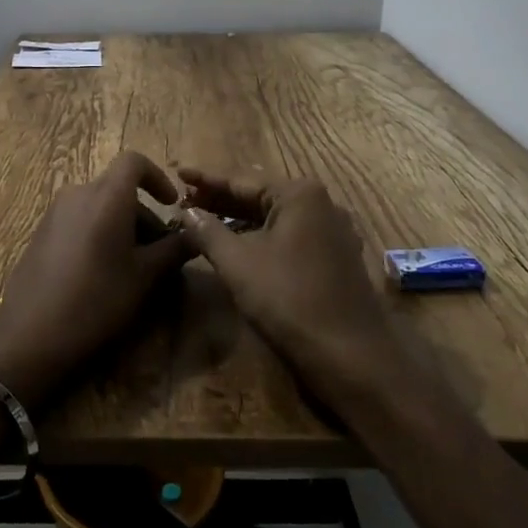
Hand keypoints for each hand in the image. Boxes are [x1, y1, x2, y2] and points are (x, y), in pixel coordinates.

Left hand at [0, 151, 192, 410]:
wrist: (31, 333)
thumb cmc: (97, 299)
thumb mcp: (145, 277)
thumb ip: (174, 249)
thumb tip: (197, 234)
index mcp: (106, 196)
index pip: (134, 161)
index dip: (157, 177)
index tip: (172, 204)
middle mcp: (78, 193)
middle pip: (119, 189)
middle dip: (144, 215)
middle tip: (161, 254)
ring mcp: (56, 212)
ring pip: (100, 207)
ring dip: (123, 227)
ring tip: (135, 270)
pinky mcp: (42, 232)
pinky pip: (81, 220)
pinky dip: (100, 234)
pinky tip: (103, 274)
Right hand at [176, 168, 406, 413]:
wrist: (350, 355)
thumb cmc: (289, 300)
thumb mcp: (238, 263)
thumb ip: (208, 231)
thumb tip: (186, 212)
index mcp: (299, 194)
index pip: (242, 179)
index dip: (206, 178)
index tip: (177, 172)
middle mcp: (321, 203)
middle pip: (260, 194)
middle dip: (222, 197)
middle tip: (185, 199)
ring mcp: (333, 231)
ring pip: (275, 216)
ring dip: (240, 218)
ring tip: (205, 219)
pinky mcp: (336, 256)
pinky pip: (290, 234)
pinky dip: (261, 235)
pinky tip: (239, 243)